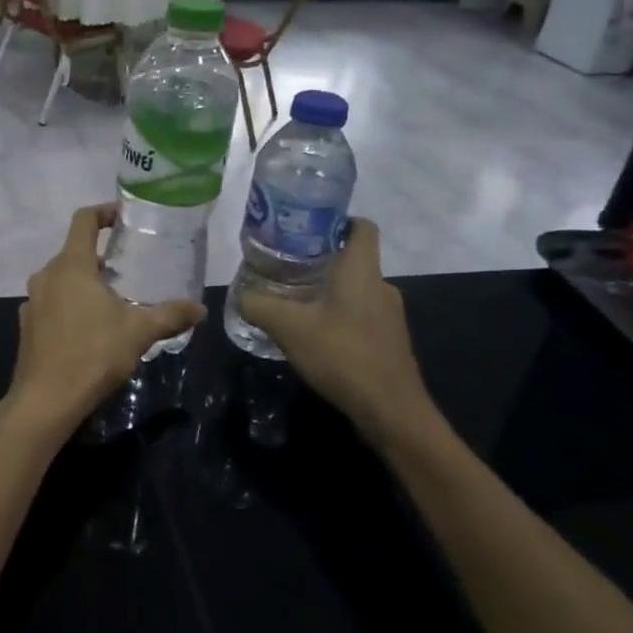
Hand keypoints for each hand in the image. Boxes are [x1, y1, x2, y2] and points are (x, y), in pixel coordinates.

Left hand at [0, 205, 204, 448]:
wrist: (45, 400)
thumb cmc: (92, 355)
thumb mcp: (138, 333)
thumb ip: (170, 315)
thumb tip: (200, 308)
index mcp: (70, 266)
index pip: (83, 220)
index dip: (104, 212)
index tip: (125, 218)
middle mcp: (46, 275)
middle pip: (74, 252)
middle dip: (102, 256)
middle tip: (132, 267)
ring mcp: (32, 300)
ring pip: (62, 279)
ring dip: (86, 282)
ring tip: (115, 299)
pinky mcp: (27, 324)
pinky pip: (52, 302)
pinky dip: (71, 304)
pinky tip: (90, 328)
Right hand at [236, 218, 443, 451]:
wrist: (391, 412)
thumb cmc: (342, 355)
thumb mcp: (287, 327)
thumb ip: (258, 305)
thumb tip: (241, 294)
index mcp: (361, 271)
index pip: (361, 226)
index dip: (335, 220)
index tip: (303, 228)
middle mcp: (381, 286)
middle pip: (351, 258)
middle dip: (318, 259)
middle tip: (283, 266)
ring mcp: (388, 315)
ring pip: (354, 288)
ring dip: (325, 291)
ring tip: (291, 301)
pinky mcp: (388, 340)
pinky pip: (358, 314)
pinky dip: (336, 316)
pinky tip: (312, 334)